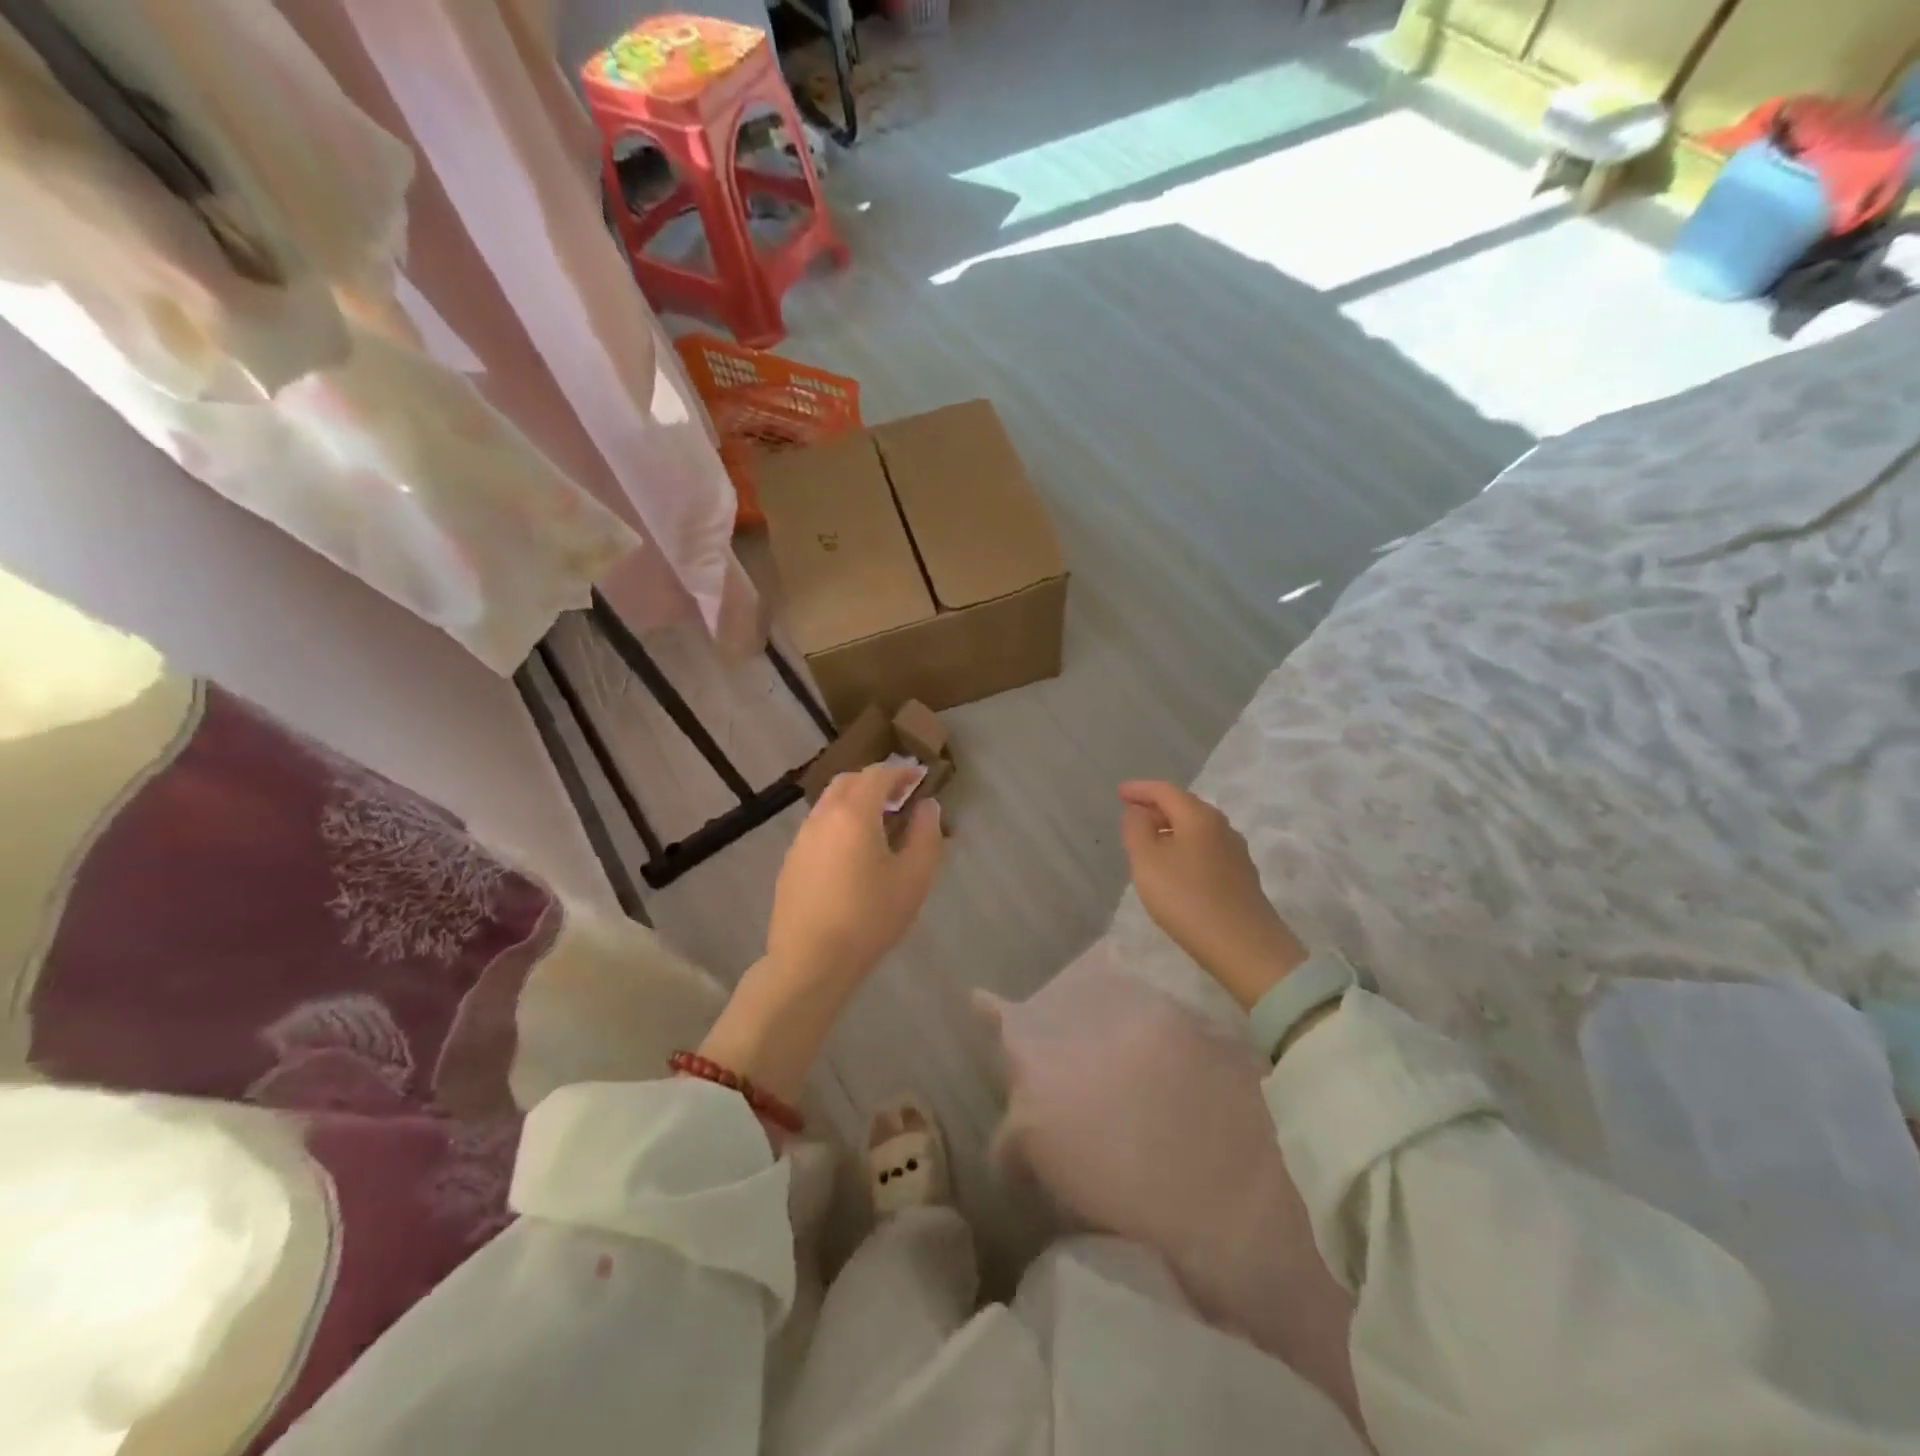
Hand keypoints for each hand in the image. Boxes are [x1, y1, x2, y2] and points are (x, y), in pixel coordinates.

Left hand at [769, 762, 944, 990]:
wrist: (809, 961)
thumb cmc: (869, 918)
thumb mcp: (913, 878)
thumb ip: (926, 835)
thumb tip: (927, 807)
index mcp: (853, 813)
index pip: (878, 775)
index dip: (901, 771)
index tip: (920, 777)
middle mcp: (822, 817)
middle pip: (848, 782)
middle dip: (875, 781)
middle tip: (900, 796)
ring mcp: (801, 839)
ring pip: (828, 804)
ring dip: (854, 802)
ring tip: (878, 823)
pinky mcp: (791, 862)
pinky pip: (818, 827)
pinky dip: (839, 823)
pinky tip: (852, 852)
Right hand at [1119, 780, 1306, 1008]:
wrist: (1244, 946)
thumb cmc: (1186, 897)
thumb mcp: (1147, 861)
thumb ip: (1136, 830)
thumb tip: (1137, 813)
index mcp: (1198, 816)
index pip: (1165, 790)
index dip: (1139, 789)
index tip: (1120, 793)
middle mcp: (1221, 826)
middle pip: (1184, 806)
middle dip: (1156, 808)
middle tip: (1131, 817)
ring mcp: (1235, 851)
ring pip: (1196, 828)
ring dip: (1170, 829)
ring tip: (1149, 844)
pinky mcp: (1241, 876)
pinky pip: (1205, 848)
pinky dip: (1184, 847)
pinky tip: (1174, 867)